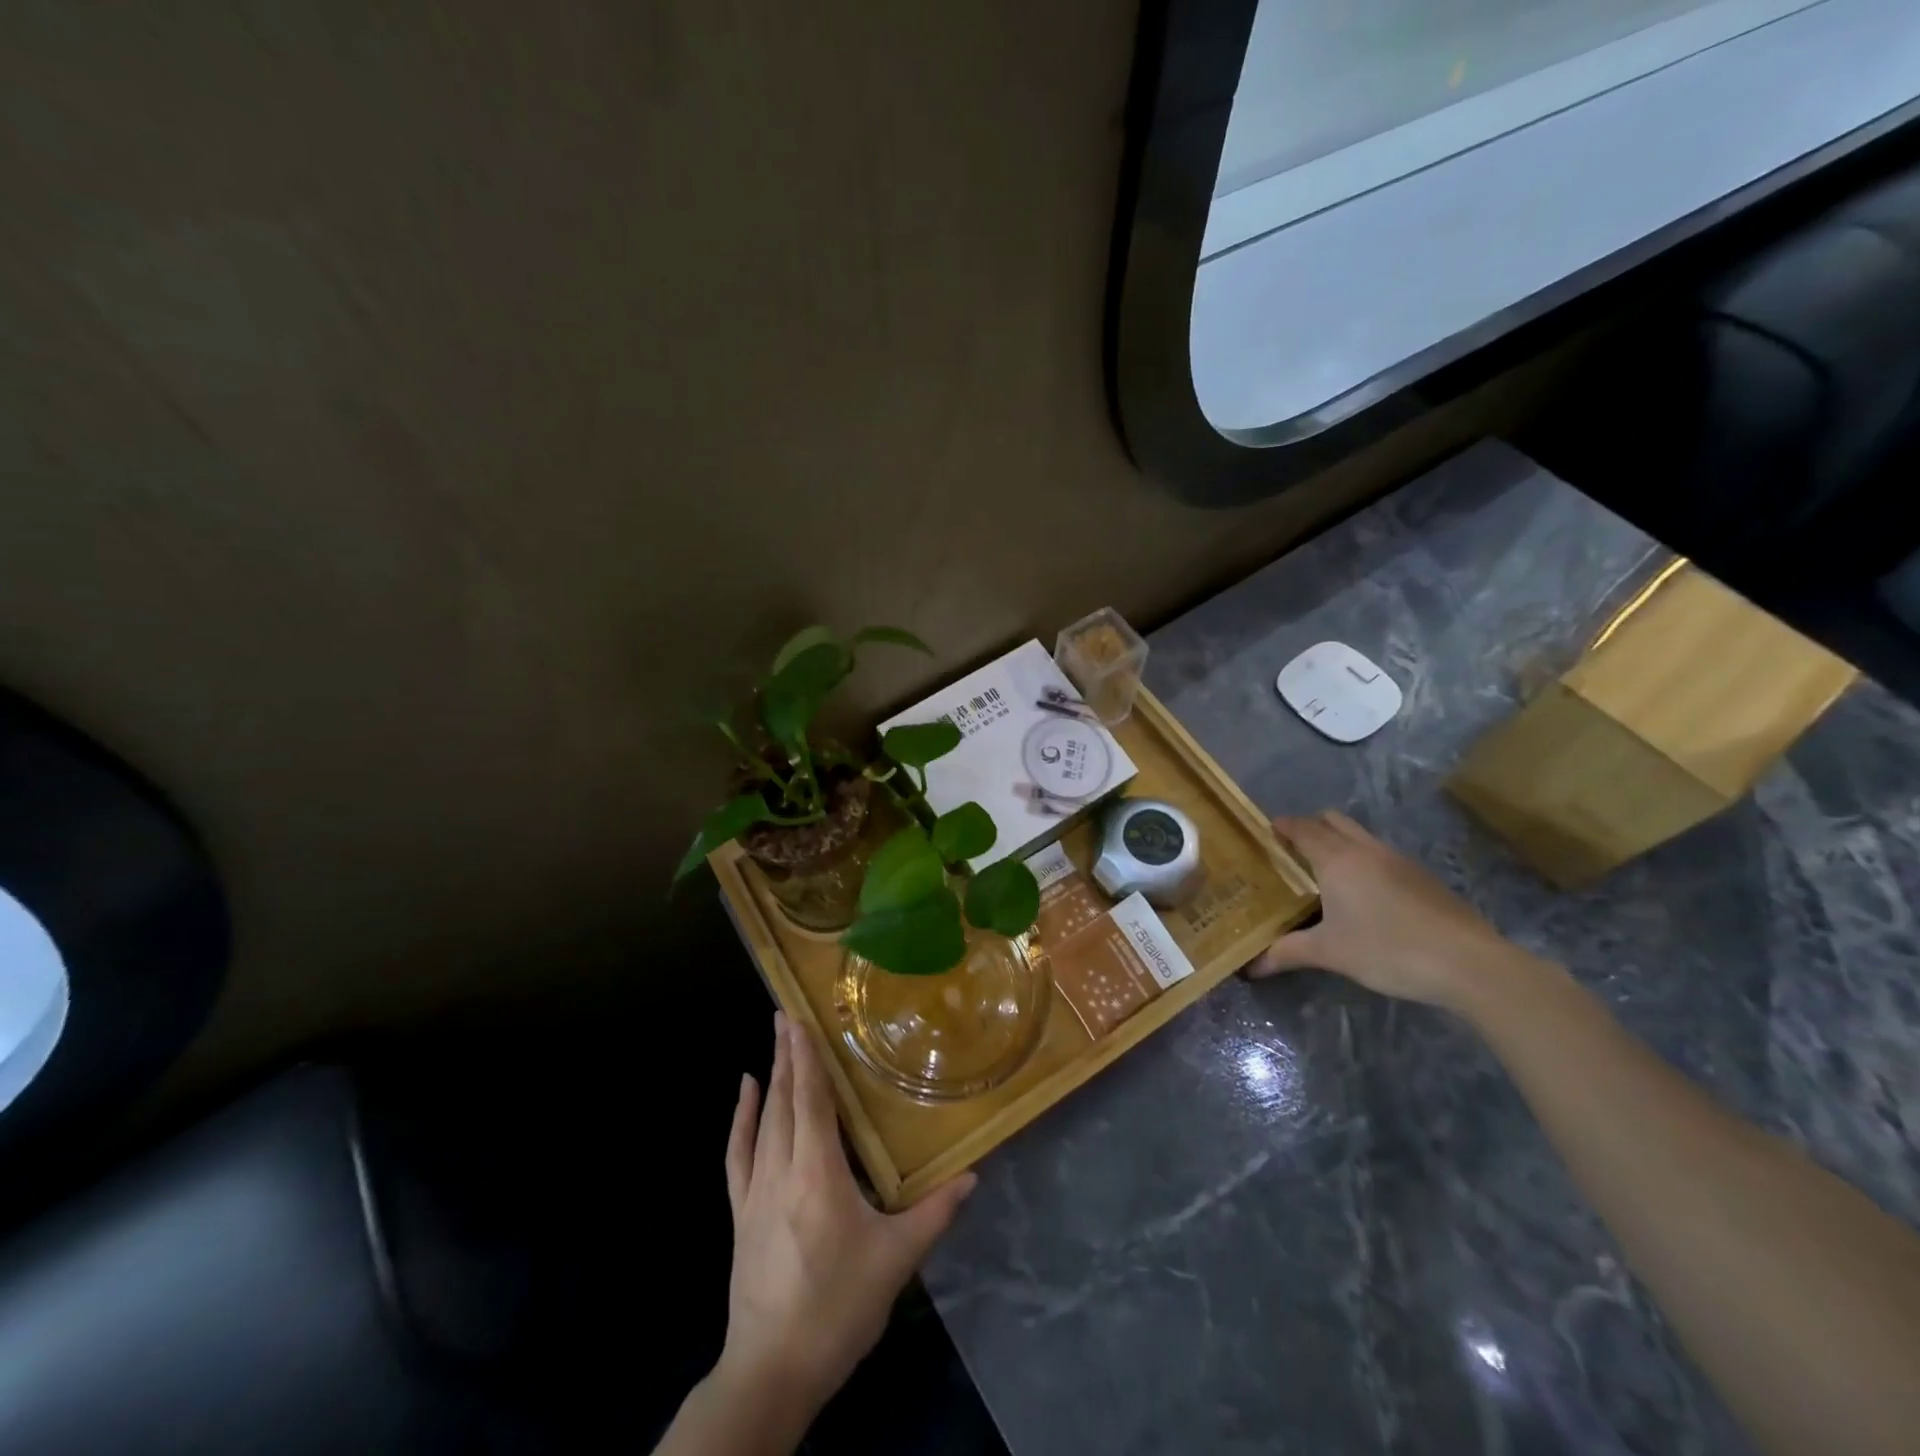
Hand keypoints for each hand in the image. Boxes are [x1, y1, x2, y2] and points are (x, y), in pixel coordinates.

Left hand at [715, 1012, 975, 1429]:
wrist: (772, 1371)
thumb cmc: (837, 1308)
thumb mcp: (896, 1262)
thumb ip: (935, 1213)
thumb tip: (973, 1176)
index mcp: (818, 1174)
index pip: (811, 1101)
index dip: (807, 1058)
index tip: (800, 1020)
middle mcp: (782, 1170)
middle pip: (784, 1100)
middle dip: (788, 1055)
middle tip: (787, 1014)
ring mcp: (755, 1191)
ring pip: (763, 1120)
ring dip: (770, 1077)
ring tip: (775, 1039)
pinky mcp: (740, 1213)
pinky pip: (737, 1154)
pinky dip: (740, 1119)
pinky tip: (743, 1092)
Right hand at [1251, 810, 1525, 1010]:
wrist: (1468, 963)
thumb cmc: (1388, 949)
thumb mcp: (1330, 953)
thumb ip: (1287, 953)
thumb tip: (1251, 967)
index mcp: (1337, 859)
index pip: (1302, 828)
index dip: (1282, 827)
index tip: (1265, 833)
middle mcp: (1366, 850)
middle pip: (1332, 820)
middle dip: (1310, 827)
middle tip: (1292, 852)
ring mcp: (1399, 860)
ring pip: (1360, 836)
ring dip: (1339, 842)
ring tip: (1324, 873)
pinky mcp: (1422, 877)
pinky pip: (1381, 855)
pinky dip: (1363, 861)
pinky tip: (1364, 895)